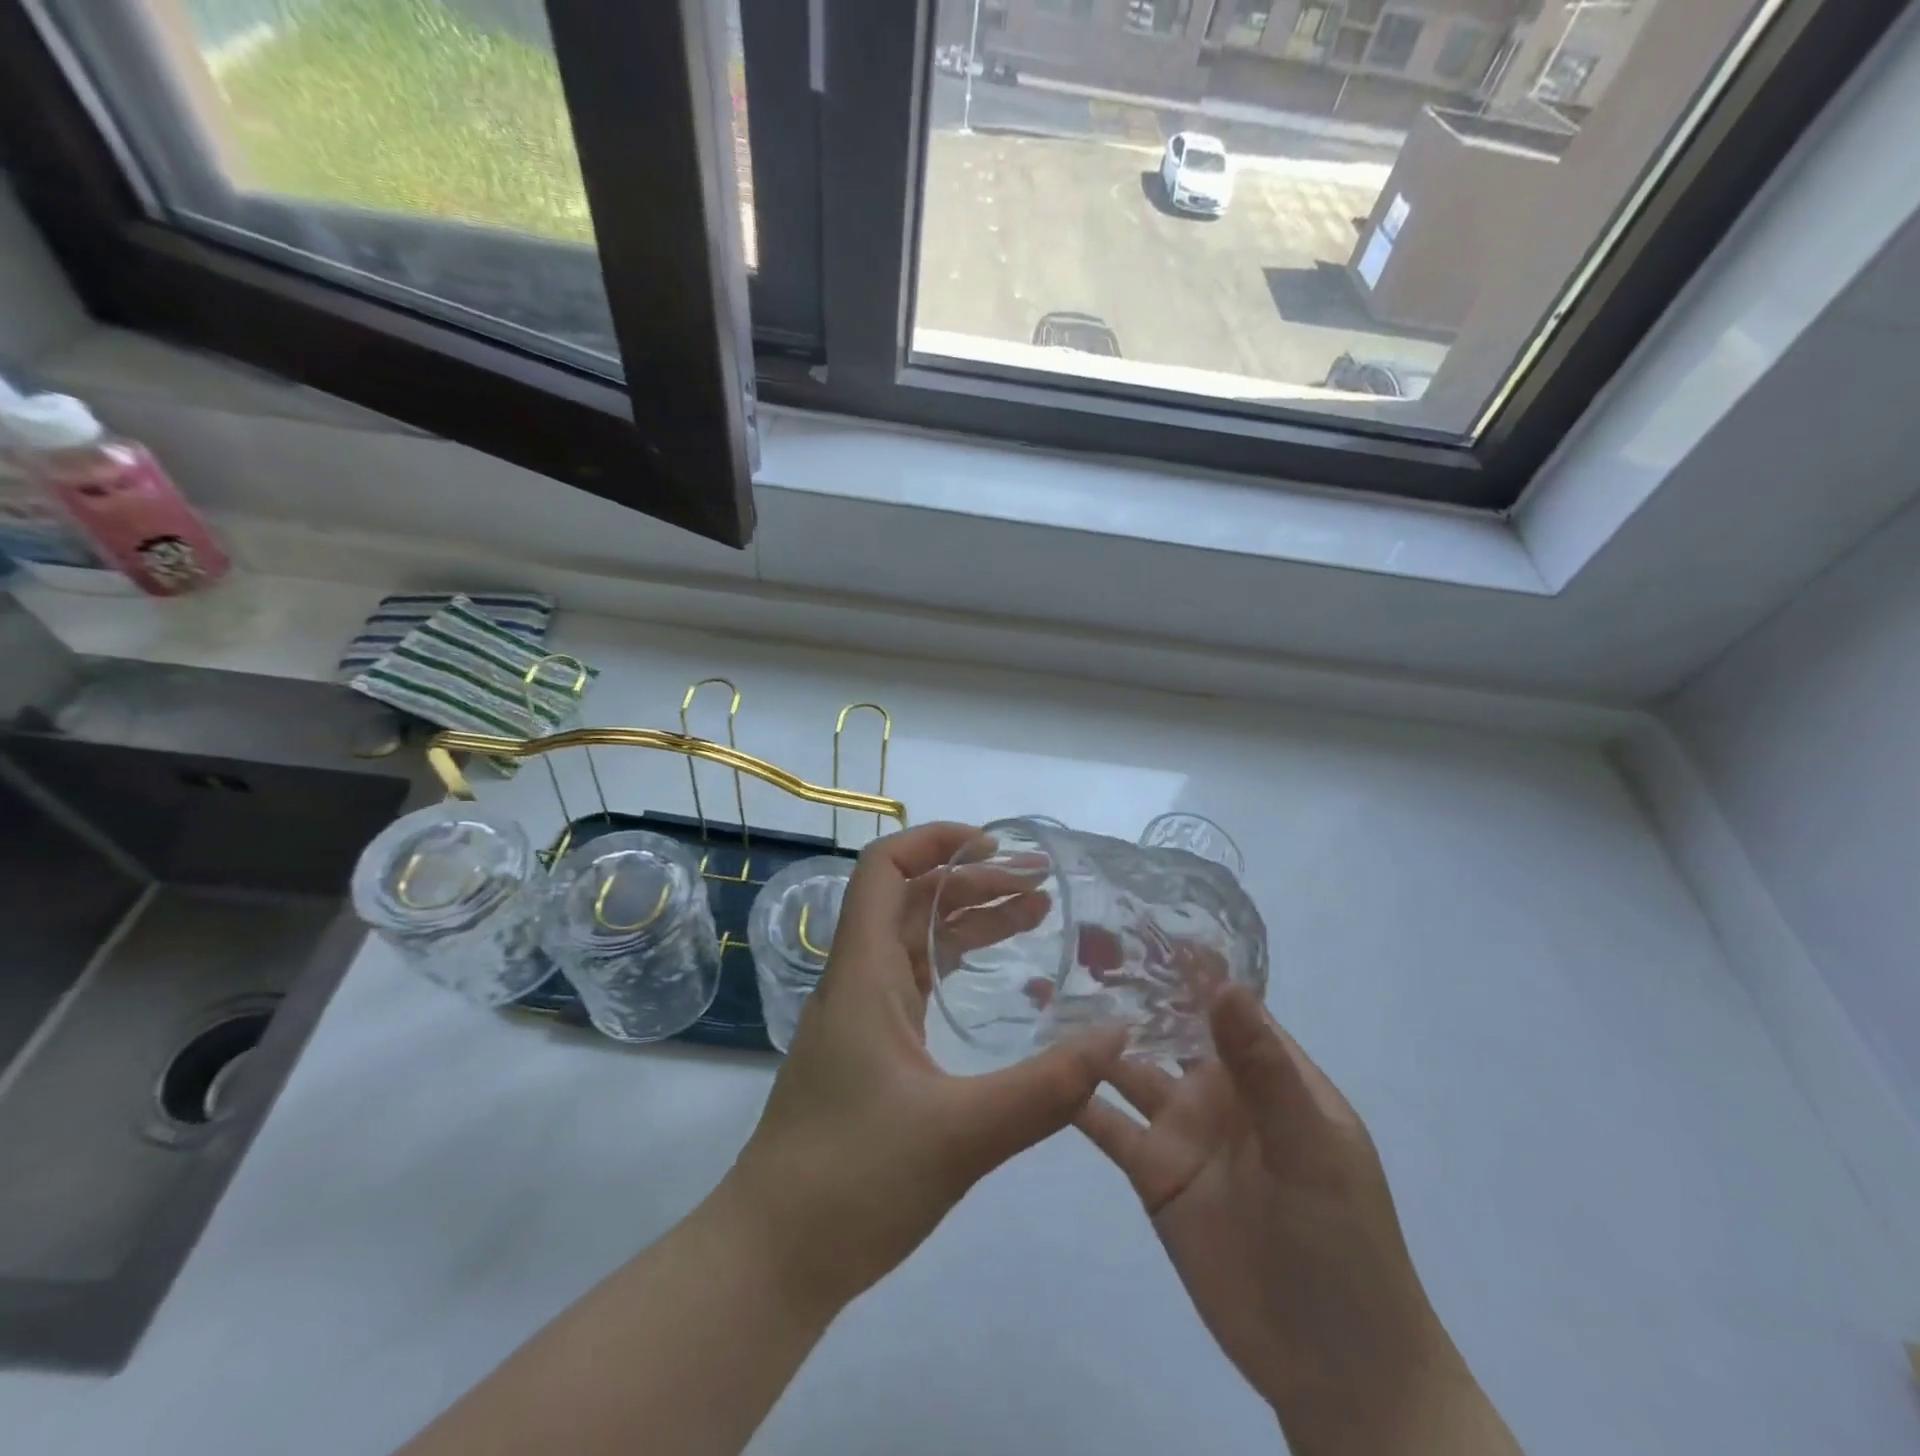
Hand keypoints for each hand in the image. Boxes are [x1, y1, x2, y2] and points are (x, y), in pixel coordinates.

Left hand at [725, 822, 1125, 1317]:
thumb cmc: (852, 1181)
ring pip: (916, 943)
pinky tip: (995, 980)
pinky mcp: (871, 1052)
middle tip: (1042, 886)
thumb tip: (1118, 1035)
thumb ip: (1047, 1087)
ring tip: (1037, 915)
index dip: (934, 841)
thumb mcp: (963, 1134)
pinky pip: (917, 985)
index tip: (995, 845)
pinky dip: (957, 967)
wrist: (773, 1259)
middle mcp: (858, 982)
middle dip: (973, 881)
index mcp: (863, 974)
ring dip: (970, 921)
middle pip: (911, 901)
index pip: (884, 870)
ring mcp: (862, 1017)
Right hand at [1077, 988, 1519, 1455]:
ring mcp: (1182, 1129)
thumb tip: (1224, 984)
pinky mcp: (1152, 1172)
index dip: (1186, 963)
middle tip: (1071, 944)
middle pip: (1168, 1025)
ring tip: (1045, 992)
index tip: (1137, 918)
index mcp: (1266, 1072)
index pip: (1223, 1001)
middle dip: (1130, 988)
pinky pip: (1107, 1123)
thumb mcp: (1309, 1148)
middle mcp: (1218, 1089)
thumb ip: (1263, 1068)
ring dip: (1094, 1037)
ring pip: (1129, 1068)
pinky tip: (1039, 1066)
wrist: (1335, 1369)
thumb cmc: (1342, 1244)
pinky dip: (1076, 1096)